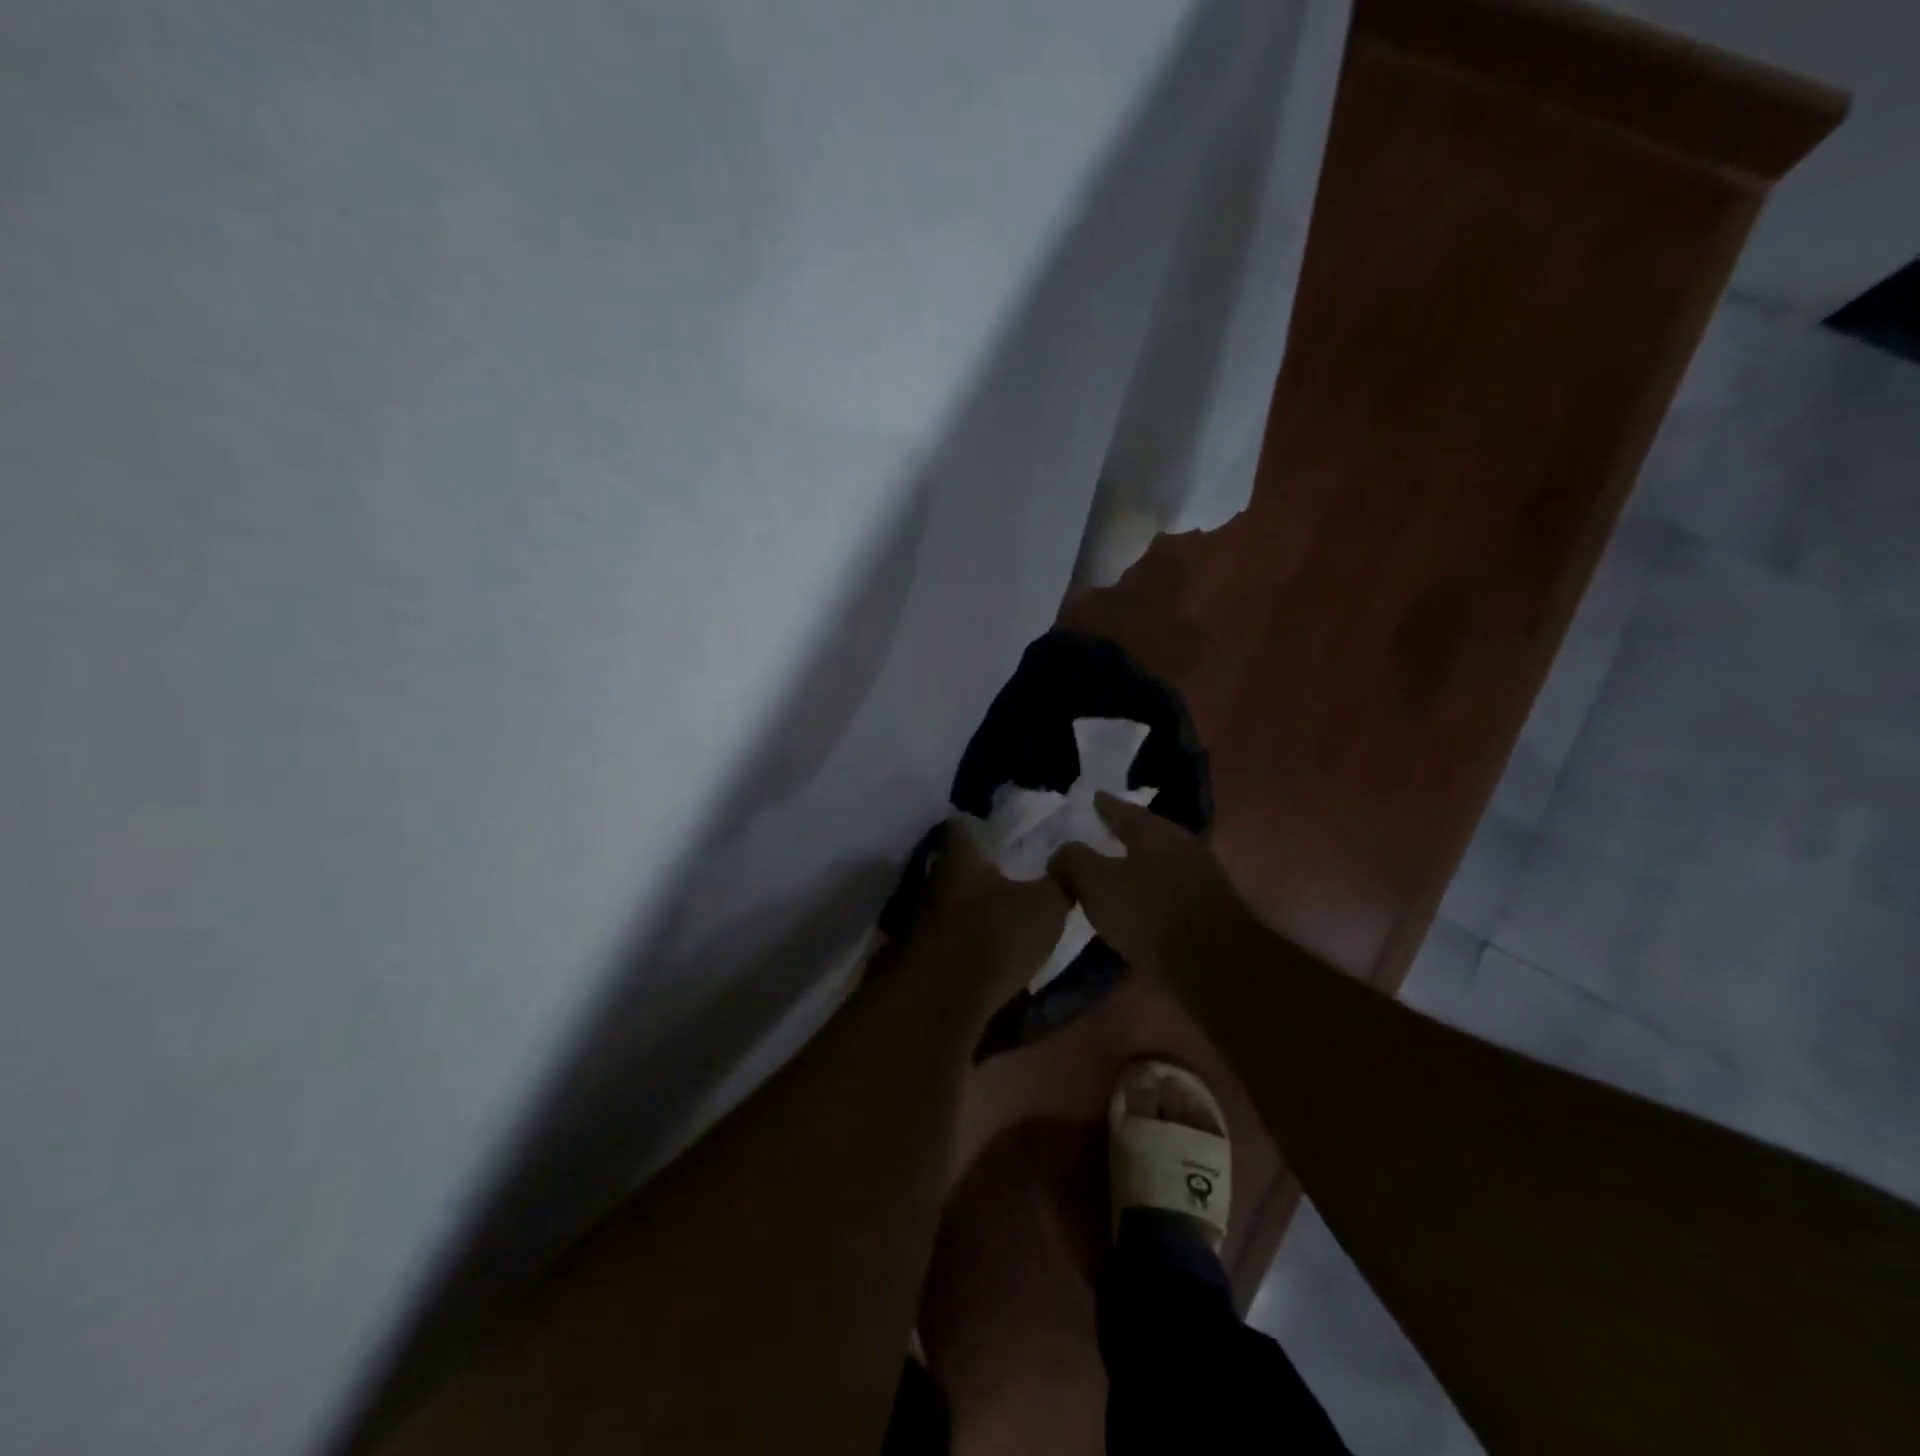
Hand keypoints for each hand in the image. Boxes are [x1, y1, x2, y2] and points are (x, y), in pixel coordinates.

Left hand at [912, 820, 1070, 1013]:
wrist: (945, 999)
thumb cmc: (995, 935)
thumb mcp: (1046, 906)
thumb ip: (1060, 881)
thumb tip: (1068, 859)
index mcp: (961, 859)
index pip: (961, 825)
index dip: (975, 822)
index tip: (992, 823)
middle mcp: (936, 882)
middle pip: (953, 865)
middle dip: (976, 866)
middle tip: (1005, 866)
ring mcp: (925, 920)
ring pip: (950, 901)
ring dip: (970, 904)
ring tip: (1000, 907)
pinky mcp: (926, 955)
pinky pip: (950, 936)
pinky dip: (966, 937)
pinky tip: (988, 945)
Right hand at [1047, 793, 1249, 979]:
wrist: (1215, 967)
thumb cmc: (1150, 915)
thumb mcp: (1098, 885)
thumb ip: (1074, 861)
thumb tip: (1062, 851)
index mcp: (1156, 832)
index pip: (1124, 810)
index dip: (1105, 806)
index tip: (1093, 798)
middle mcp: (1183, 846)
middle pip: (1146, 835)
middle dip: (1124, 834)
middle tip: (1100, 834)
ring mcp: (1201, 877)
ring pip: (1159, 862)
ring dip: (1137, 865)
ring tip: (1114, 872)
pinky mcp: (1208, 909)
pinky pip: (1169, 889)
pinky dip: (1150, 890)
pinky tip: (1137, 903)